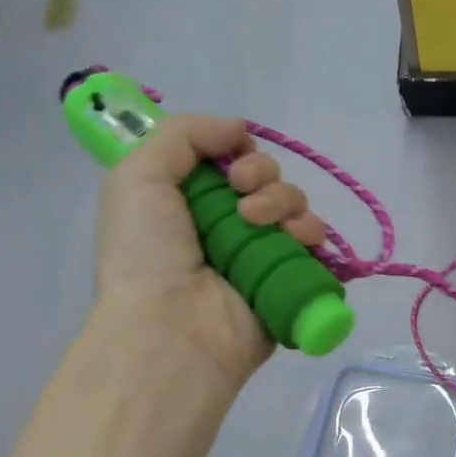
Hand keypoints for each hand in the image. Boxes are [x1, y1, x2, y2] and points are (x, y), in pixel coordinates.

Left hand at [94, 115, 327, 385]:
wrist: (172, 327)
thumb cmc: (147, 253)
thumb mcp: (138, 176)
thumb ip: (184, 134)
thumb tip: (239, 128)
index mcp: (191, 201)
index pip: (231, 160)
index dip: (237, 151)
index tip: (229, 164)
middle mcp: (229, 226)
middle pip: (269, 179)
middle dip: (262, 176)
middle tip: (242, 199)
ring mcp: (263, 255)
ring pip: (296, 206)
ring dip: (285, 203)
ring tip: (259, 225)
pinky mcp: (291, 282)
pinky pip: (317, 246)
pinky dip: (312, 235)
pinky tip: (295, 241)